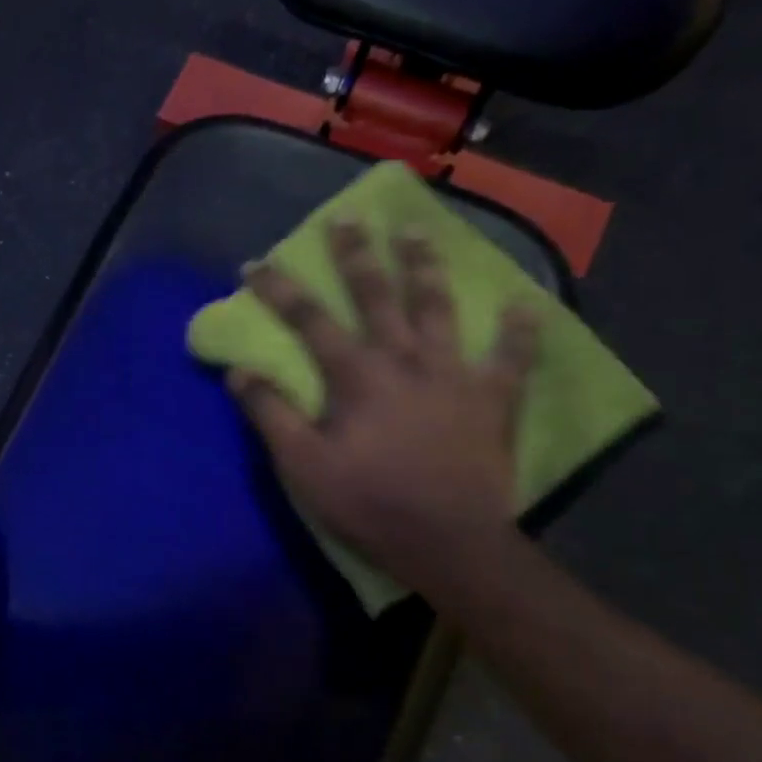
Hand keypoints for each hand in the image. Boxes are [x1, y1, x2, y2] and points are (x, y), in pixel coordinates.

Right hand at [230, 224, 538, 594]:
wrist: (447, 542)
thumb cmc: (368, 502)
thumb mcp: (302, 464)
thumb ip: (270, 413)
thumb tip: (237, 371)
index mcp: (356, 374)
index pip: (308, 319)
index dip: (279, 289)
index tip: (255, 263)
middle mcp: (404, 359)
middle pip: (376, 295)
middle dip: (356, 255)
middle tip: (347, 220)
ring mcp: (453, 374)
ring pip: (438, 308)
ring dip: (425, 268)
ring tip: (417, 234)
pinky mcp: (492, 398)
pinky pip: (511, 357)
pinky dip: (519, 330)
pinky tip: (524, 302)